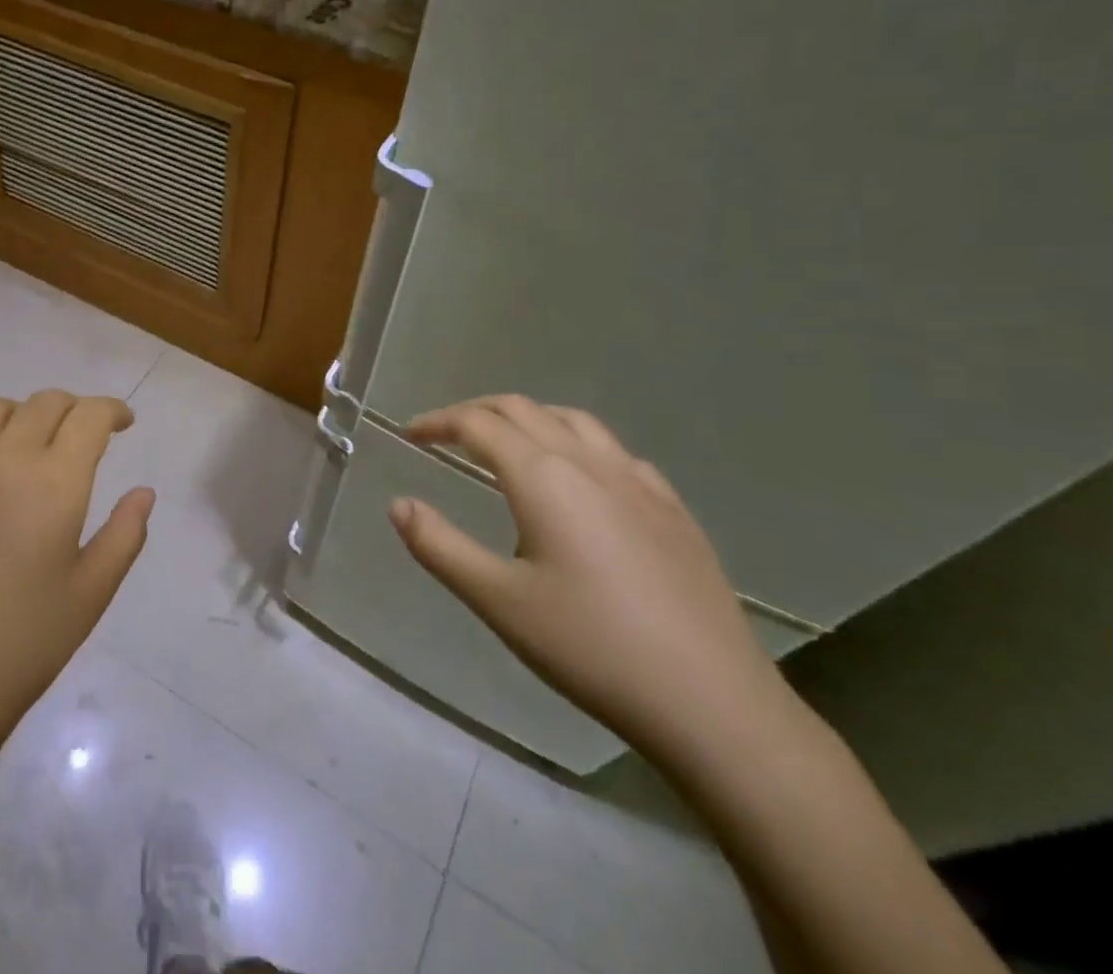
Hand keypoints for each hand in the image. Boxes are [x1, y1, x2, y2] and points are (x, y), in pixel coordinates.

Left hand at [0, 391, 154, 743]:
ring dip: (15, 417)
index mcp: (54, 482)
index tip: (122, 423)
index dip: (111, 410)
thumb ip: (125, 533)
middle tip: (77, 436)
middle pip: (42, 403)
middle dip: (70, 410)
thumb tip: (144, 491)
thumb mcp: (92, 593)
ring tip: (20, 447)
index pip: (89, 416)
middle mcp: (0, 459)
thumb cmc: (22, 646)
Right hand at [390, 394, 790, 763]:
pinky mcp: (672, 507)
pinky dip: (576, 443)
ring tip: (506, 444)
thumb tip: (399, 503)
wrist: (713, 702)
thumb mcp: (498, 600)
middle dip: (476, 412)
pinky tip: (580, 480)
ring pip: (572, 420)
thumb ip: (439, 546)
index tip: (411, 434)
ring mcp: (638, 480)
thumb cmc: (591, 647)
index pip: (477, 424)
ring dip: (527, 418)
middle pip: (522, 409)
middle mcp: (588, 461)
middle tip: (446, 434)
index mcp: (542, 476)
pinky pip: (613, 450)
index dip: (438, 421)